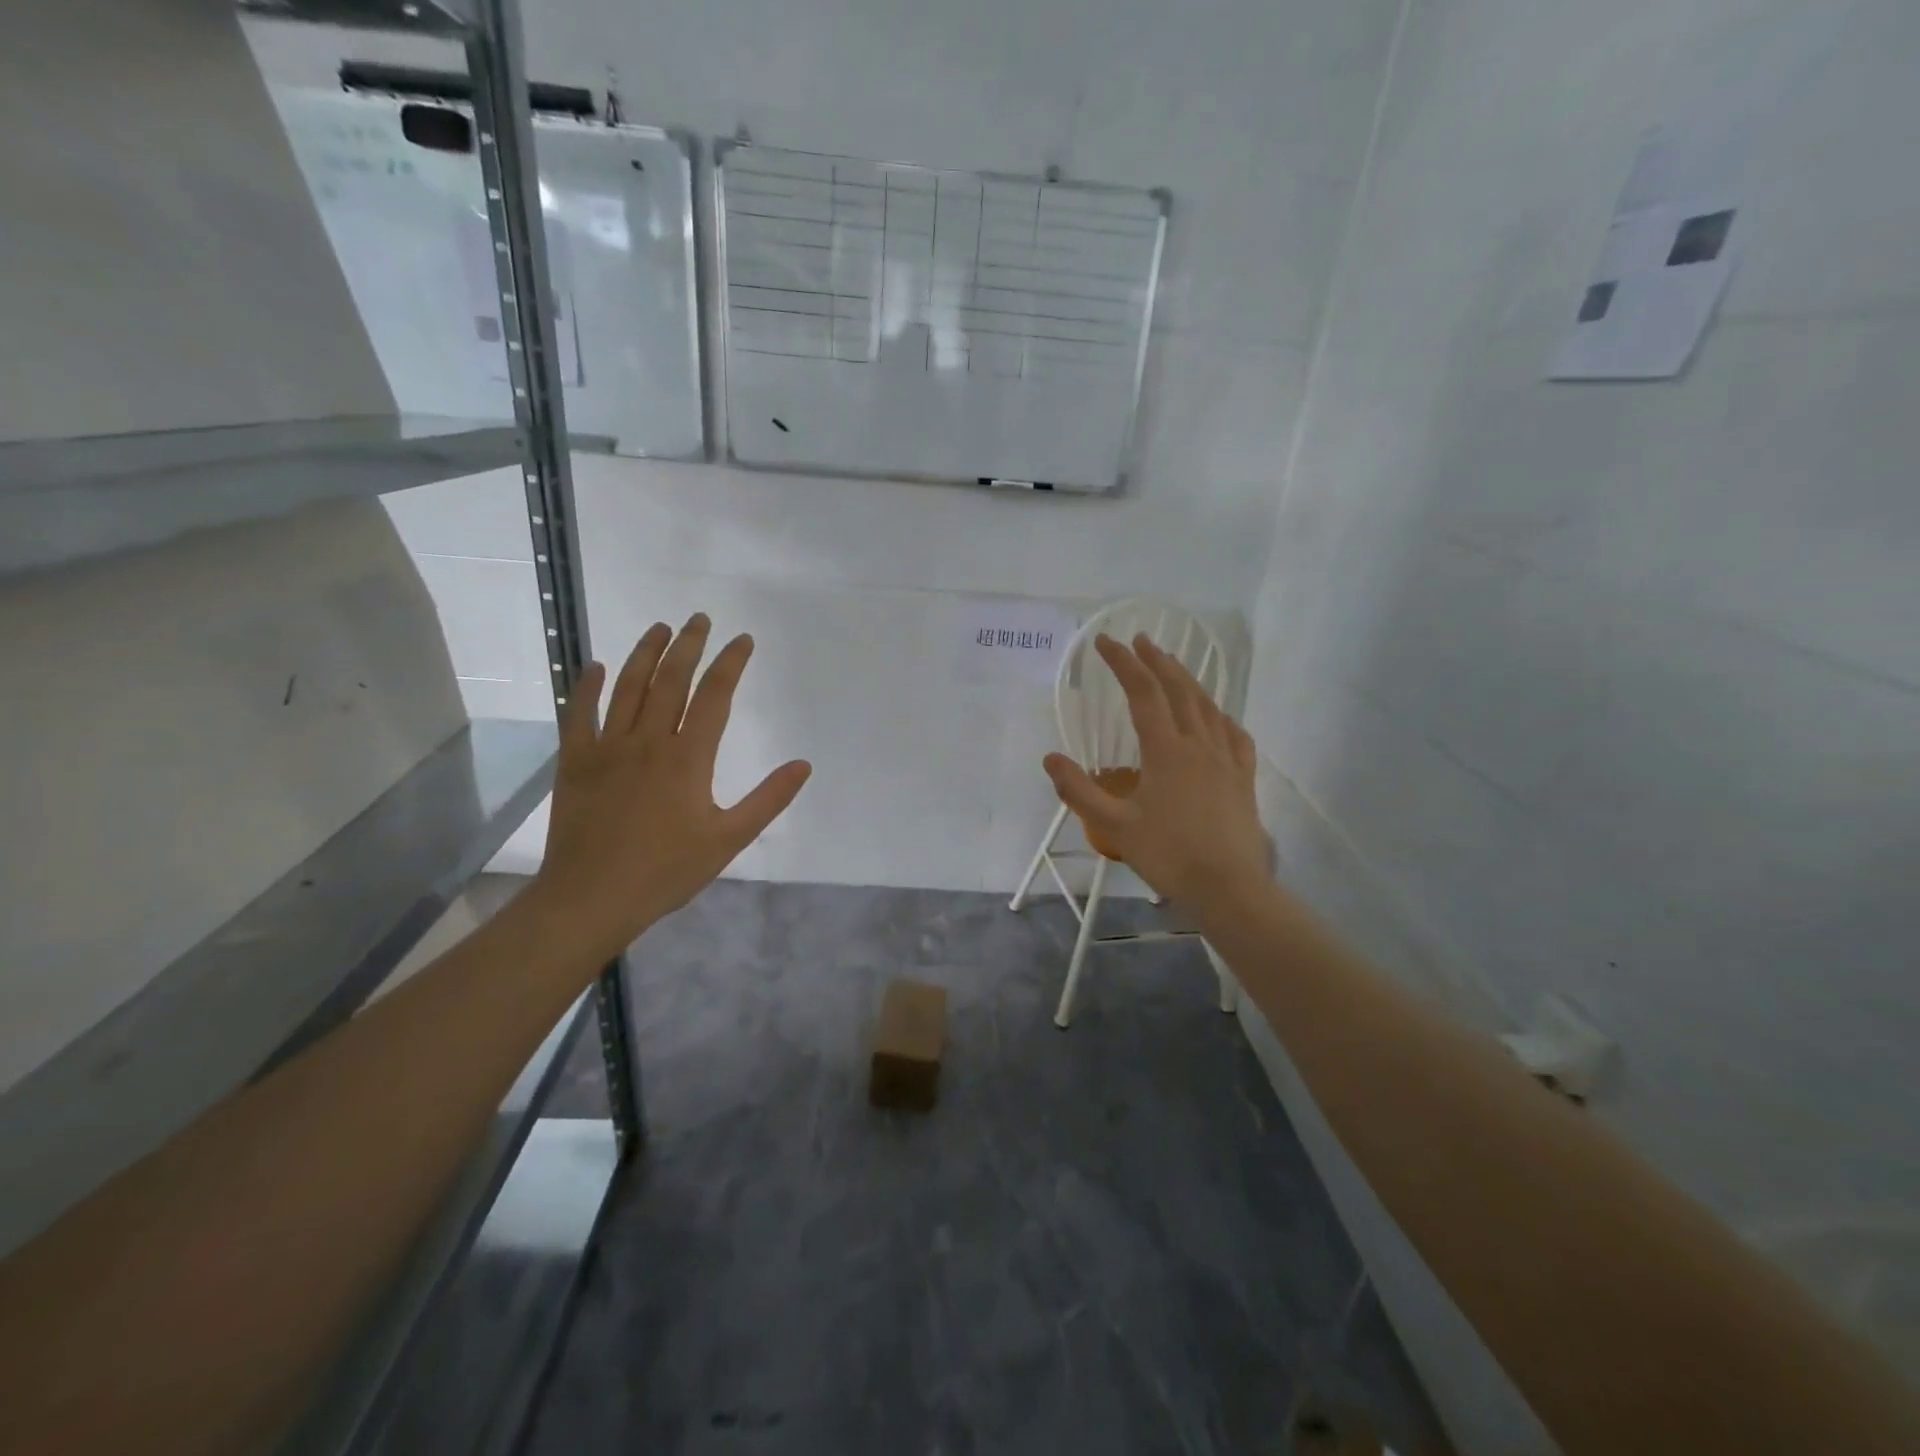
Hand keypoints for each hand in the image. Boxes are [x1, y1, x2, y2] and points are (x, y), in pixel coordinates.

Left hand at [531, 614, 811, 962]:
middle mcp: (648, 741)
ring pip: (627, 687)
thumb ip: (768, 799)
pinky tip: (594, 666)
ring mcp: (607, 747)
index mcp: (688, 757)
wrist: (591, 897)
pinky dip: (586, 687)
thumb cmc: (666, 871)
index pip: (714, 696)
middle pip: (670, 680)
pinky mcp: (576, 761)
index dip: (731, 663)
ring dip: (645, 654)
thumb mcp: (728, 839)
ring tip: (659, 628)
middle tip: (699, 619)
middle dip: (688, 645)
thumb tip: (803, 765)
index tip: (742, 640)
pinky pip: (579, 714)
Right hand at [1044, 634, 1270, 914]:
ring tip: (1172, 668)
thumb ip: (1078, 791)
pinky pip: (1234, 734)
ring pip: (1207, 707)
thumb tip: (1050, 758)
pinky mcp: (1244, 777)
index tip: (1104, 642)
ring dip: (1187, 681)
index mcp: (1165, 750)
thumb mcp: (1114, 826)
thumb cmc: (1168, 855)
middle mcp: (1198, 744)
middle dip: (1156, 661)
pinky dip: (1220, 716)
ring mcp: (1226, 759)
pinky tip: (1216, 717)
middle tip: (1140, 641)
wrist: (1228, 887)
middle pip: (1178, 690)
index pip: (1142, 693)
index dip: (1122, 663)